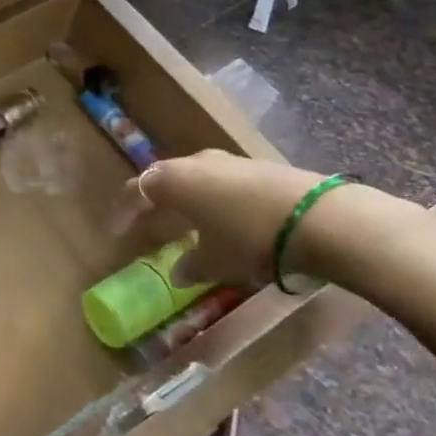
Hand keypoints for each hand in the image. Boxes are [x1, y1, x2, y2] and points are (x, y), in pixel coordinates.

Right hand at [133, 151, 405, 287]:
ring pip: (197, 180)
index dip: (123, 211)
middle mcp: (196, 163)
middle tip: (149, 224)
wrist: (319, 218)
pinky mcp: (261, 169)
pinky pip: (224, 184)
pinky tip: (226, 222)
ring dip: (188, 202)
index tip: (115, 230)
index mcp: (173, 181)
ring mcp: (231, 162)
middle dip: (155, 203)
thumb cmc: (248, 239)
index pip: (136, 190)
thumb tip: (179, 272)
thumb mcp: (214, 262)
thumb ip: (190, 265)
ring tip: (188, 226)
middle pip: (166, 179)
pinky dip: (216, 201)